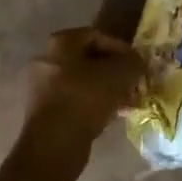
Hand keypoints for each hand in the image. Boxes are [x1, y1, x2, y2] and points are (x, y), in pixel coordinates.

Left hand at [25, 28, 144, 144]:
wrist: (53, 144)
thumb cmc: (85, 99)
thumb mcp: (118, 75)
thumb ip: (132, 63)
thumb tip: (138, 62)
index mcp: (60, 44)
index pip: (96, 36)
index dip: (121, 48)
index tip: (137, 63)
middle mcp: (47, 61)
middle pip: (89, 60)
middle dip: (115, 71)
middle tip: (134, 83)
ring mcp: (43, 87)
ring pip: (84, 82)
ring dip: (108, 90)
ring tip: (128, 102)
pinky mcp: (45, 111)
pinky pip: (76, 101)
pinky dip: (95, 104)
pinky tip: (114, 116)